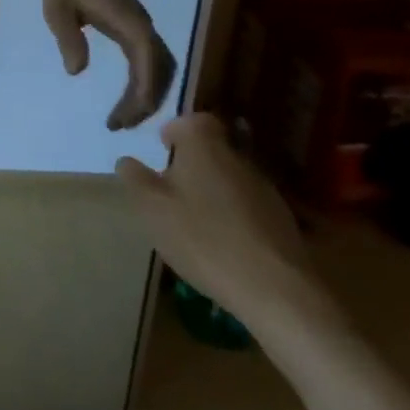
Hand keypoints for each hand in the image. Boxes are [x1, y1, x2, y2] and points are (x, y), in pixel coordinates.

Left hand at [42, 0, 177, 128]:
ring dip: (149, 96)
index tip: (126, 116)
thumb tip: (76, 71)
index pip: (147, 61)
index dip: (142, 92)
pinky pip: (151, 64)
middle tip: (120, 125)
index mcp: (128, 22)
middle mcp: (143, 27)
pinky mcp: (138, 32)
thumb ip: (68, 38)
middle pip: (161, 71)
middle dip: (147, 102)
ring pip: (162, 70)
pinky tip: (128, 101)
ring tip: (123, 119)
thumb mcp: (57, 9)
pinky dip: (145, 86)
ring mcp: (143, 29)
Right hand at [116, 114, 328, 333]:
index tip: (164, 149)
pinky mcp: (283, 220)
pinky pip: (249, 205)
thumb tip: (127, 161)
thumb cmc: (202, 237)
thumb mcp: (151, 207)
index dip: (175, 131)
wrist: (276, 289)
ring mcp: (264, 188)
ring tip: (197, 219)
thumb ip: (134, 178)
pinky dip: (235, 214)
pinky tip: (224, 242)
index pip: (191, 120)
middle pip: (213, 148)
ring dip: (214, 190)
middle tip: (173, 188)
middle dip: (193, 162)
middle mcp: (237, 156)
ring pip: (231, 177)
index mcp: (204, 144)